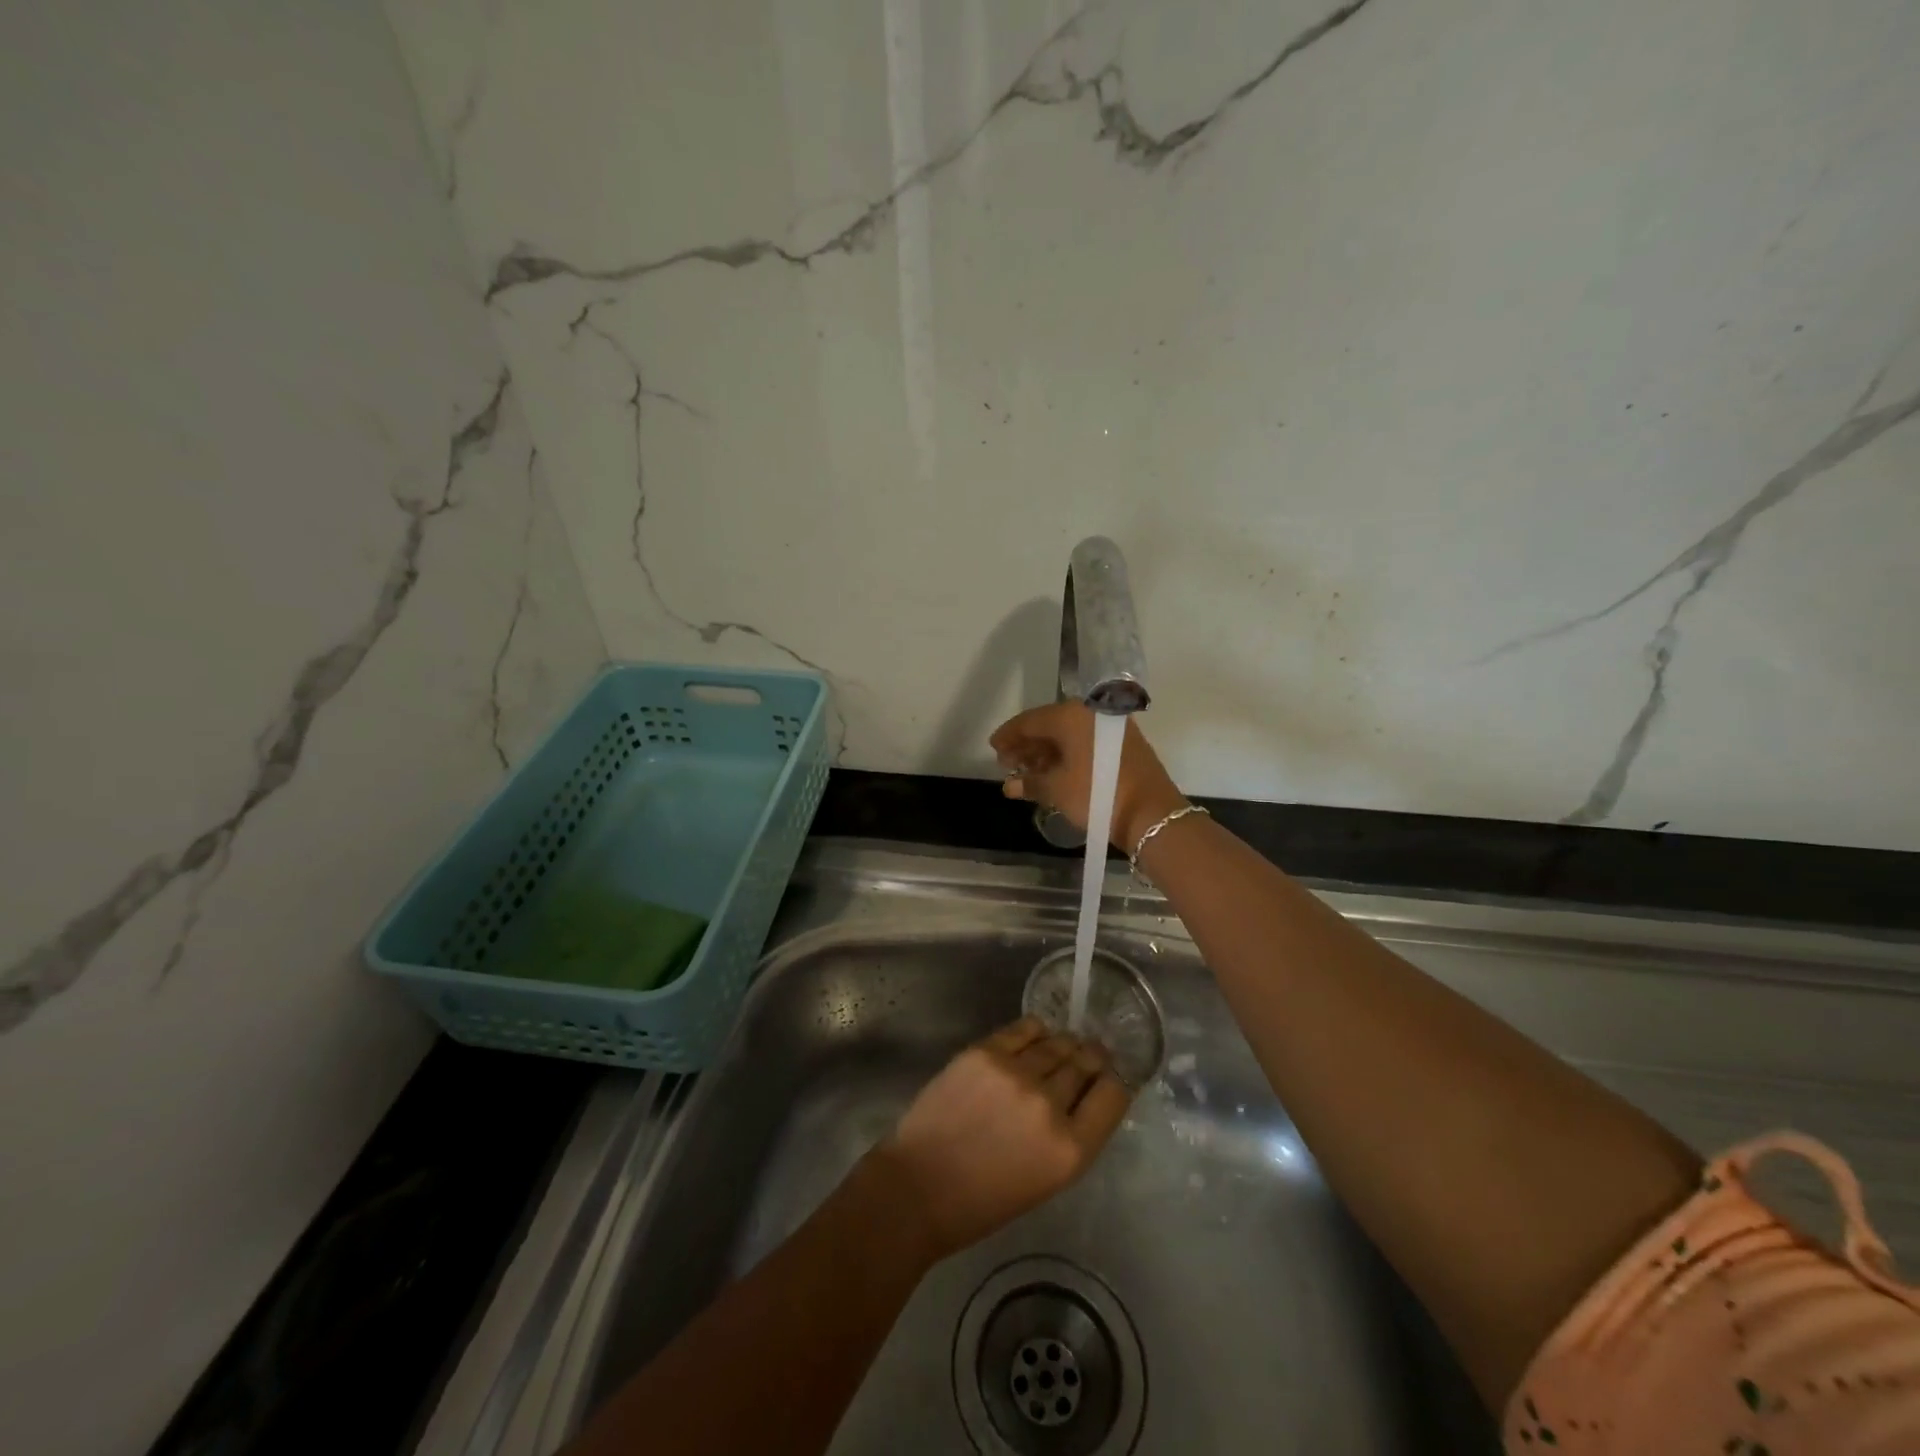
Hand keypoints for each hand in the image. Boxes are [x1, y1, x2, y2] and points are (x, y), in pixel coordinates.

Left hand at [867, 1017, 1133, 1259]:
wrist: (919, 1187)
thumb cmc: (983, 1200)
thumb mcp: (1046, 1180)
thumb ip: (1070, 1136)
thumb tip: (1083, 1095)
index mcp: (1071, 1151)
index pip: (1113, 1096)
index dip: (1112, 1083)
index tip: (1106, 1079)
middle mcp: (1049, 1106)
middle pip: (1086, 1064)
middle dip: (1091, 1058)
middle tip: (1090, 1054)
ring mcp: (1016, 1074)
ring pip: (1057, 1043)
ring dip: (1065, 1043)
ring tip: (1064, 1044)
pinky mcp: (985, 1052)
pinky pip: (1024, 1028)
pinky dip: (1035, 1030)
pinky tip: (1037, 1033)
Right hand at [991, 702, 1187, 853]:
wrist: (1150, 813)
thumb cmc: (1097, 794)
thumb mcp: (1057, 790)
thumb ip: (1029, 783)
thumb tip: (1009, 785)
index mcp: (1070, 715)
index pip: (1029, 721)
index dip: (1008, 735)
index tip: (993, 748)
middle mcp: (1091, 713)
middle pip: (1049, 725)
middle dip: (1027, 745)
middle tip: (1007, 762)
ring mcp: (1110, 727)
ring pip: (1068, 735)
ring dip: (1046, 752)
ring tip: (1027, 772)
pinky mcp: (1123, 743)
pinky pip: (1085, 743)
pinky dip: (1067, 755)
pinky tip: (1054, 772)